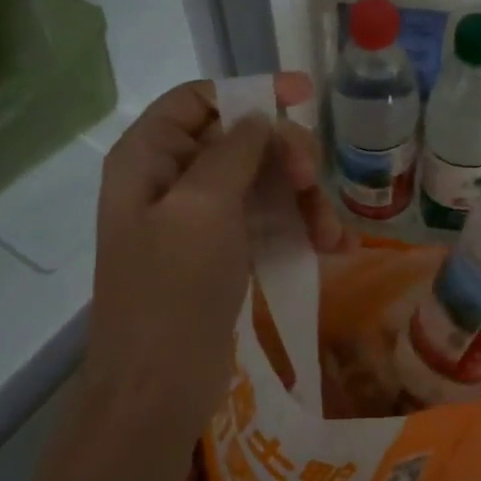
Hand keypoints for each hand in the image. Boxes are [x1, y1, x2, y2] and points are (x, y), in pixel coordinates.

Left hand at [19, 74, 345, 480]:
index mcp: (149, 158)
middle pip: (240, 142)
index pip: (200, 100)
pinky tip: (331, 248)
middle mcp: (171, 181)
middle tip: (315, 183)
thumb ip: (233, 151)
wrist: (157, 388)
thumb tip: (260, 116)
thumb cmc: (173, 292)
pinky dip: (299, 230)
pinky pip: (267, 224)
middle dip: (285, 157)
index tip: (305, 97)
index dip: (251, 92)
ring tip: (332, 235)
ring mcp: (198, 222)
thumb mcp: (201, 209)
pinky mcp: (223, 256)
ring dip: (303, 200)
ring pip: (261, 184)